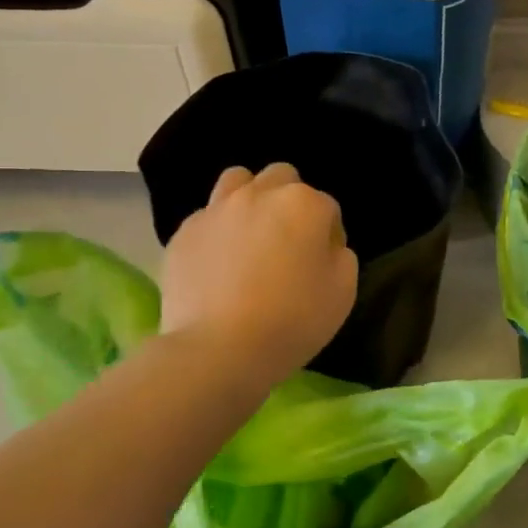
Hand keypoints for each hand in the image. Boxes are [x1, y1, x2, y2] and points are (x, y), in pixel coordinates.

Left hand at [160, 163, 358, 386]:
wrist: (218, 349)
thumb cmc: (292, 320)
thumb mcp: (343, 292)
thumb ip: (340, 256)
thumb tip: (324, 246)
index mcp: (304, 204)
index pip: (328, 208)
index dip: (328, 236)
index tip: (322, 265)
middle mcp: (260, 194)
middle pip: (281, 178)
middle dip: (289, 202)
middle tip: (287, 242)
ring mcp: (217, 209)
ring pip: (238, 181)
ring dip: (250, 198)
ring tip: (249, 235)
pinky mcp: (184, 232)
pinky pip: (207, 217)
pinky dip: (218, 231)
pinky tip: (218, 262)